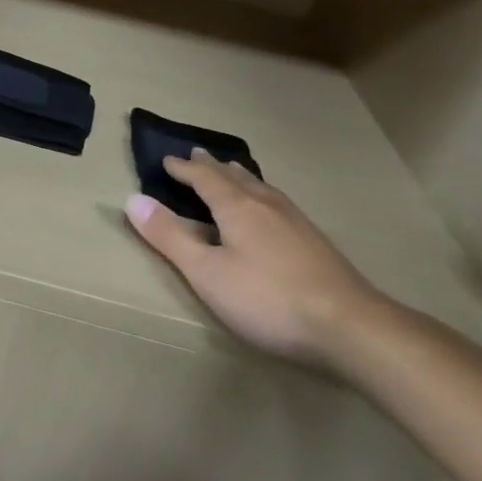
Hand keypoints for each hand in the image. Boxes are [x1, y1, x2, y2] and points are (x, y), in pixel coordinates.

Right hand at [125, 153, 386, 372]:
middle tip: (197, 154)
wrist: (348, 325)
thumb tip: (133, 200)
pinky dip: (260, 194)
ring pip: (261, 188)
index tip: (166, 160)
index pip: (205, 179)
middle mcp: (268, 206)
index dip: (183, 170)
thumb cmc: (266, 298)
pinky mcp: (314, 242)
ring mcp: (296, 222)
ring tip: (232, 172)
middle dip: (213, 167)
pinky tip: (270, 210)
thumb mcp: (206, 272)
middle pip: (235, 178)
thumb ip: (170, 237)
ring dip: (240, 177)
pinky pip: (277, 203)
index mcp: (238, 208)